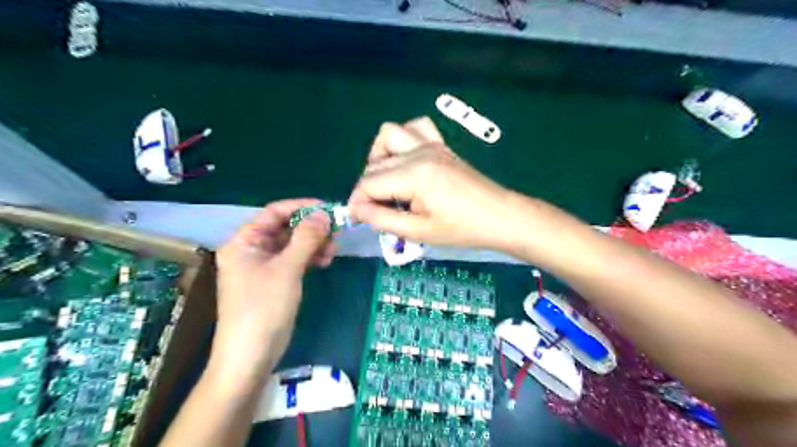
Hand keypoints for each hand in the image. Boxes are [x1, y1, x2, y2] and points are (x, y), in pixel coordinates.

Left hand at [208, 201, 333, 385]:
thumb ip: (306, 238)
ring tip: (332, 251)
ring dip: (313, 244)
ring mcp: (263, 266)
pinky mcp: (274, 280)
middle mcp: (252, 249)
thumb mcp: (287, 269)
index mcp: (244, 241)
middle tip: (335, 233)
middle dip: (311, 228)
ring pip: (293, 244)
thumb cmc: (264, 308)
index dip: (301, 207)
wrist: (251, 355)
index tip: (328, 208)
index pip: (274, 212)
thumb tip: (324, 214)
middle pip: (285, 227)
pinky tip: (324, 261)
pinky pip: (294, 259)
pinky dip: (309, 257)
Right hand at [348, 116, 516, 250]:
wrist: (500, 217)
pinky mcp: (441, 145)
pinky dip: (403, 140)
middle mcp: (418, 152)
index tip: (358, 220)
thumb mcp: (419, 231)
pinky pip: (415, 128)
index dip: (358, 202)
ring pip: (389, 135)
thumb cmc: (462, 229)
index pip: (368, 183)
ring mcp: (431, 144)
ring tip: (388, 182)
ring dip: (380, 157)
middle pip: (375, 164)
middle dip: (368, 188)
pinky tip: (407, 161)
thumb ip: (382, 219)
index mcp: (412, 175)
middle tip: (378, 212)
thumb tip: (356, 210)